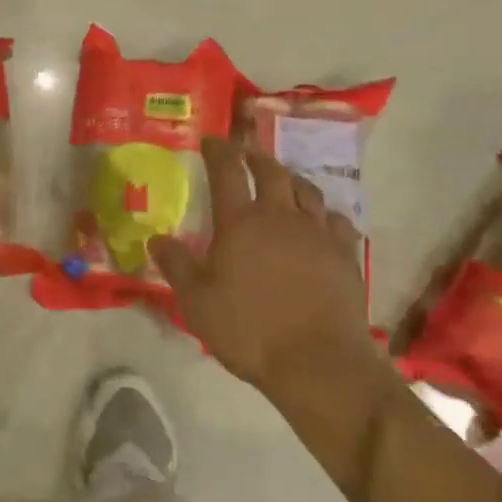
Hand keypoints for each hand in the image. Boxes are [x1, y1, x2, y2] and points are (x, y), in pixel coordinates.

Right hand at [149, 137, 382, 392]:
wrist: (317, 361)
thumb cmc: (248, 330)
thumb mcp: (197, 301)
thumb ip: (176, 265)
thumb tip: (156, 238)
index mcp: (241, 223)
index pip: (227, 172)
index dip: (219, 150)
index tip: (212, 139)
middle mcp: (281, 217)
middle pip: (272, 172)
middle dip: (256, 157)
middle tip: (247, 155)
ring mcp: (318, 233)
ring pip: (307, 191)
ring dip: (291, 180)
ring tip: (284, 181)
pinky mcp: (345, 254)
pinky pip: (337, 220)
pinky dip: (324, 212)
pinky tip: (321, 221)